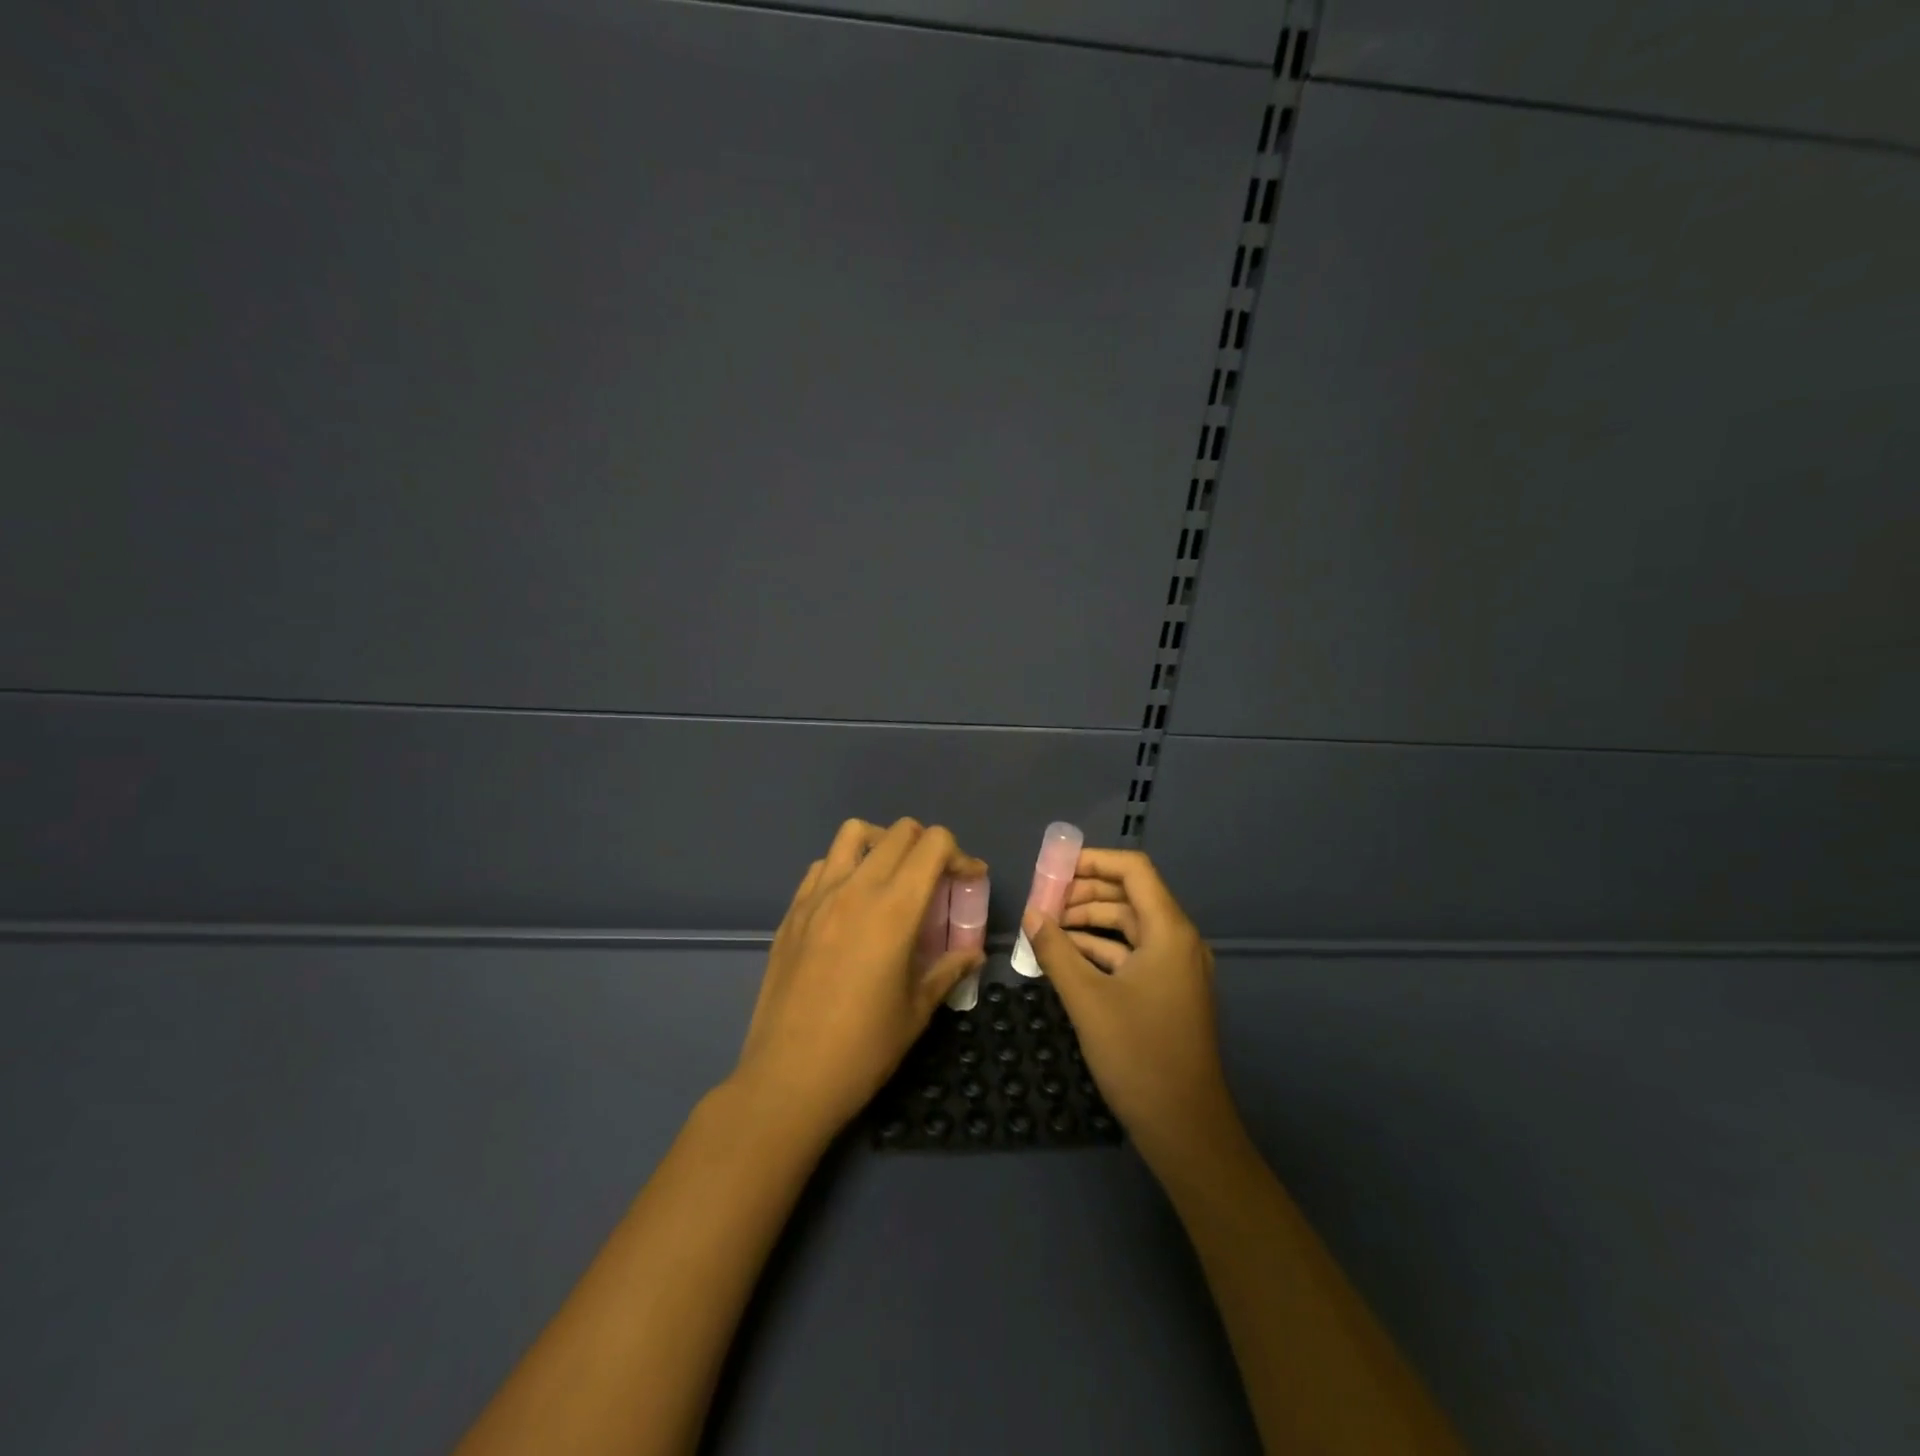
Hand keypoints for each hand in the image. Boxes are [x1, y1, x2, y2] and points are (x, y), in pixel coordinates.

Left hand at [732, 818, 988, 1141]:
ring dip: (883, 844)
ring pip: (854, 833)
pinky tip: (852, 902)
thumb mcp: (918, 1010)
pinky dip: (846, 866)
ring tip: (893, 878)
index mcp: (894, 909)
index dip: (960, 854)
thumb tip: (973, 954)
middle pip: (900, 832)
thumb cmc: (863, 1049)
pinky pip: (822, 865)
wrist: (788, 1078)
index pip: (933, 844)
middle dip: (928, 847)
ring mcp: (818, 896)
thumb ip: (949, 970)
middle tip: (937, 881)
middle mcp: (855, 888)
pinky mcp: (792, 912)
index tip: (970, 879)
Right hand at [1020, 848, 1242, 1171]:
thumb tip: (1031, 914)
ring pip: (1130, 927)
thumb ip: (1056, 951)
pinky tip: (1067, 958)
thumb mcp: (1087, 1000)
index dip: (1094, 861)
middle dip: (1085, 893)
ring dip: (1090, 922)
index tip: (1054, 869)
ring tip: (1048, 928)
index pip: (1134, 870)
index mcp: (1169, 931)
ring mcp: (1177, 969)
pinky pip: (1133, 955)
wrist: (1185, 1128)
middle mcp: (1179, 941)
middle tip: (1043, 901)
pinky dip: (1101, 950)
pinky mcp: (1169, 993)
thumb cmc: (1138, 1055)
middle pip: (1131, 896)